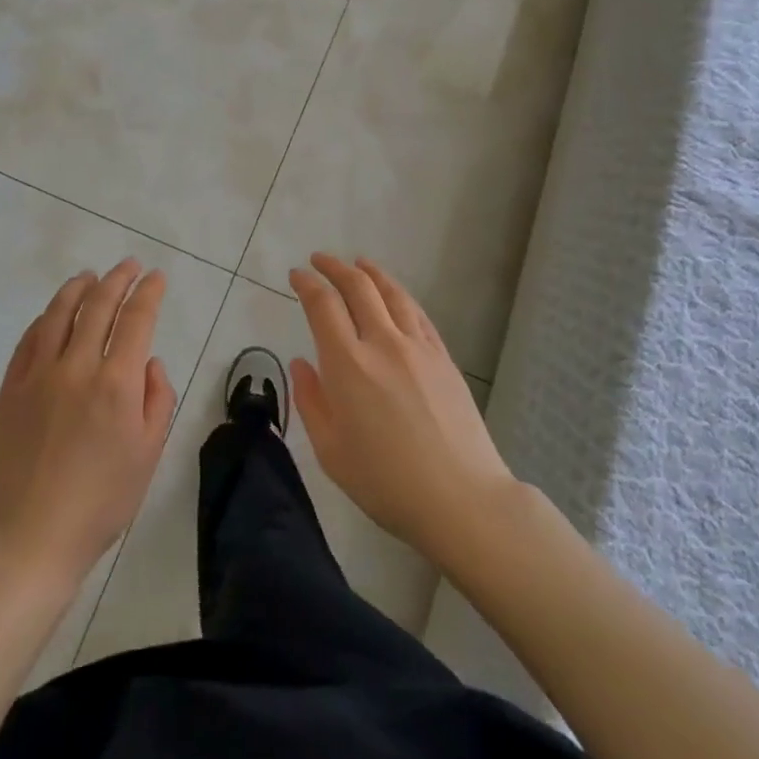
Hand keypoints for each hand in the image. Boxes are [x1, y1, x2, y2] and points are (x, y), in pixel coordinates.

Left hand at [0, 259, 176, 593]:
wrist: (32, 537)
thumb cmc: (102, 501)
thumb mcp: (149, 453)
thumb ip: (157, 399)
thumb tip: (148, 361)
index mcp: (116, 384)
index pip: (136, 320)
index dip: (149, 292)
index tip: (157, 277)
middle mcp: (77, 368)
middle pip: (99, 306)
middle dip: (118, 280)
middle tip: (129, 266)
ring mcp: (38, 376)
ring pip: (59, 314)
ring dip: (78, 288)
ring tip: (90, 276)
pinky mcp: (11, 389)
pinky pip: (29, 340)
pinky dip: (46, 318)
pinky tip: (55, 313)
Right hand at [290, 254, 514, 567]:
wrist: (461, 498)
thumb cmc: (385, 482)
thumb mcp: (331, 451)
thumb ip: (310, 401)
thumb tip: (302, 363)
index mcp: (348, 364)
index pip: (323, 305)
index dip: (307, 284)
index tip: (296, 276)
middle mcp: (382, 343)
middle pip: (358, 287)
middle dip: (334, 267)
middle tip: (320, 260)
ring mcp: (418, 347)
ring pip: (391, 293)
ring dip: (370, 273)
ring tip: (358, 263)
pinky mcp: (443, 358)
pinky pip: (418, 314)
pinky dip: (399, 296)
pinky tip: (394, 296)